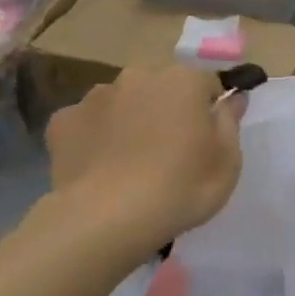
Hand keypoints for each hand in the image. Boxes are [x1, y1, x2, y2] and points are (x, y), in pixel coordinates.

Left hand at [44, 65, 243, 253]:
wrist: (107, 218)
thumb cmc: (181, 187)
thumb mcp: (228, 161)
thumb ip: (230, 121)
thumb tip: (232, 97)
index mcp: (183, 81)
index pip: (207, 83)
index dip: (210, 109)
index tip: (208, 139)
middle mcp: (138, 77)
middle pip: (161, 88)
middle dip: (167, 110)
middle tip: (172, 152)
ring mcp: (95, 97)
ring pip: (123, 102)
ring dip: (131, 121)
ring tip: (132, 163)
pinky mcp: (62, 122)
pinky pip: (88, 124)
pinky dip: (96, 138)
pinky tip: (101, 168)